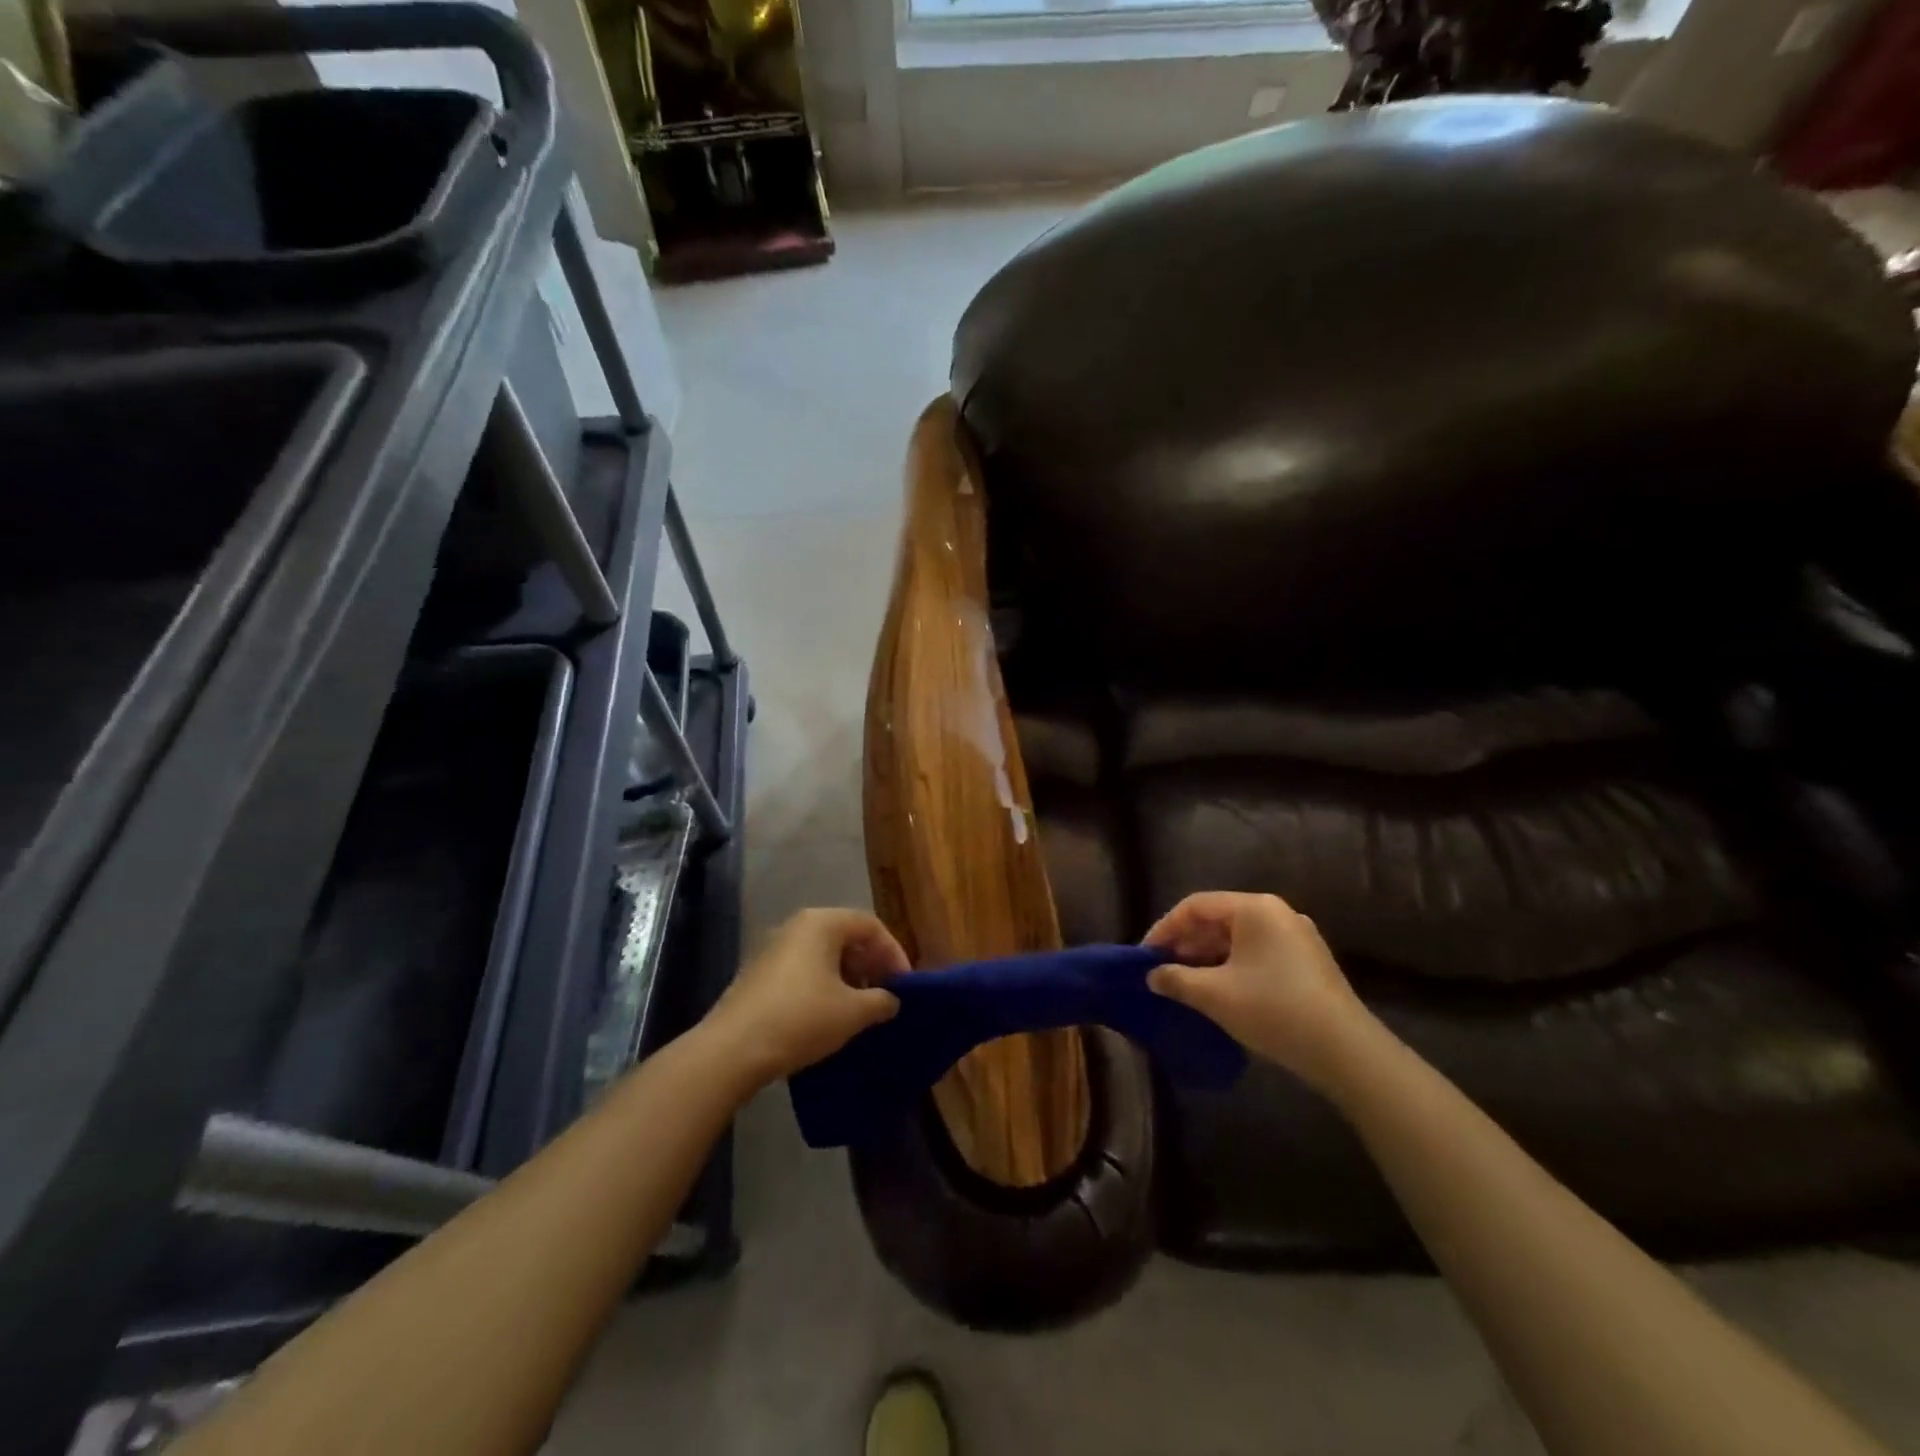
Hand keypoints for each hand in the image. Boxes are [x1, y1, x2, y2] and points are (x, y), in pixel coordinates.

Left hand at [709, 908, 905, 1080]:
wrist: (732, 1050)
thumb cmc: (801, 1018)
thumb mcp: (852, 1012)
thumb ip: (881, 1001)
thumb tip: (891, 999)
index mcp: (822, 923)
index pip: (870, 925)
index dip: (894, 953)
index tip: (904, 985)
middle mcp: (796, 926)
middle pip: (846, 936)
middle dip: (870, 965)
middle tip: (885, 995)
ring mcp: (773, 949)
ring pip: (823, 955)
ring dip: (847, 978)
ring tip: (860, 1010)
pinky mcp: (758, 974)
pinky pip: (802, 970)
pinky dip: (823, 986)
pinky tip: (828, 1017)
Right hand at [1144, 891, 1375, 1094]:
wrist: (1345, 1051)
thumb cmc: (1273, 1009)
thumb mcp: (1215, 995)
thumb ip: (1176, 979)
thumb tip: (1152, 976)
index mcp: (1254, 908)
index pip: (1195, 906)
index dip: (1165, 928)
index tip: (1145, 955)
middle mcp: (1276, 912)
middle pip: (1218, 918)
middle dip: (1186, 943)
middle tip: (1162, 970)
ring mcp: (1296, 936)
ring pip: (1238, 937)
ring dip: (1208, 957)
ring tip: (1186, 982)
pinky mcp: (1307, 961)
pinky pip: (1257, 952)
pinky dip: (1232, 965)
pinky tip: (1219, 990)